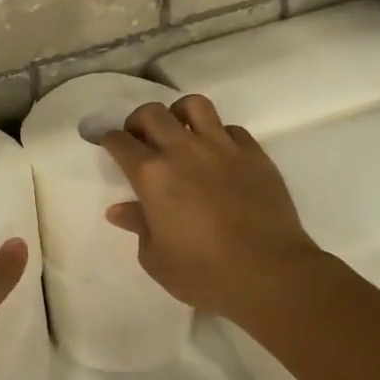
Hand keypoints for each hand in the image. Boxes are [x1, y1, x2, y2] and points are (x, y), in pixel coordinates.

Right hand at [102, 95, 322, 322]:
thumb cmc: (205, 273)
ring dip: (180, 113)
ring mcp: (221, 147)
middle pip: (151, 113)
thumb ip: (137, 227)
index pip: (120, 141)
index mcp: (151, 176)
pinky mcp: (253, 153)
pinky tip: (219, 155)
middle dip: (138, 121)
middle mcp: (182, 150)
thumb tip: (120, 210)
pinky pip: (231, 129)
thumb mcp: (156, 259)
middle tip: (141, 138)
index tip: (109, 146)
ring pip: (194, 105)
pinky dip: (219, 135)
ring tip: (181, 131)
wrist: (270, 274)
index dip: (109, 140)